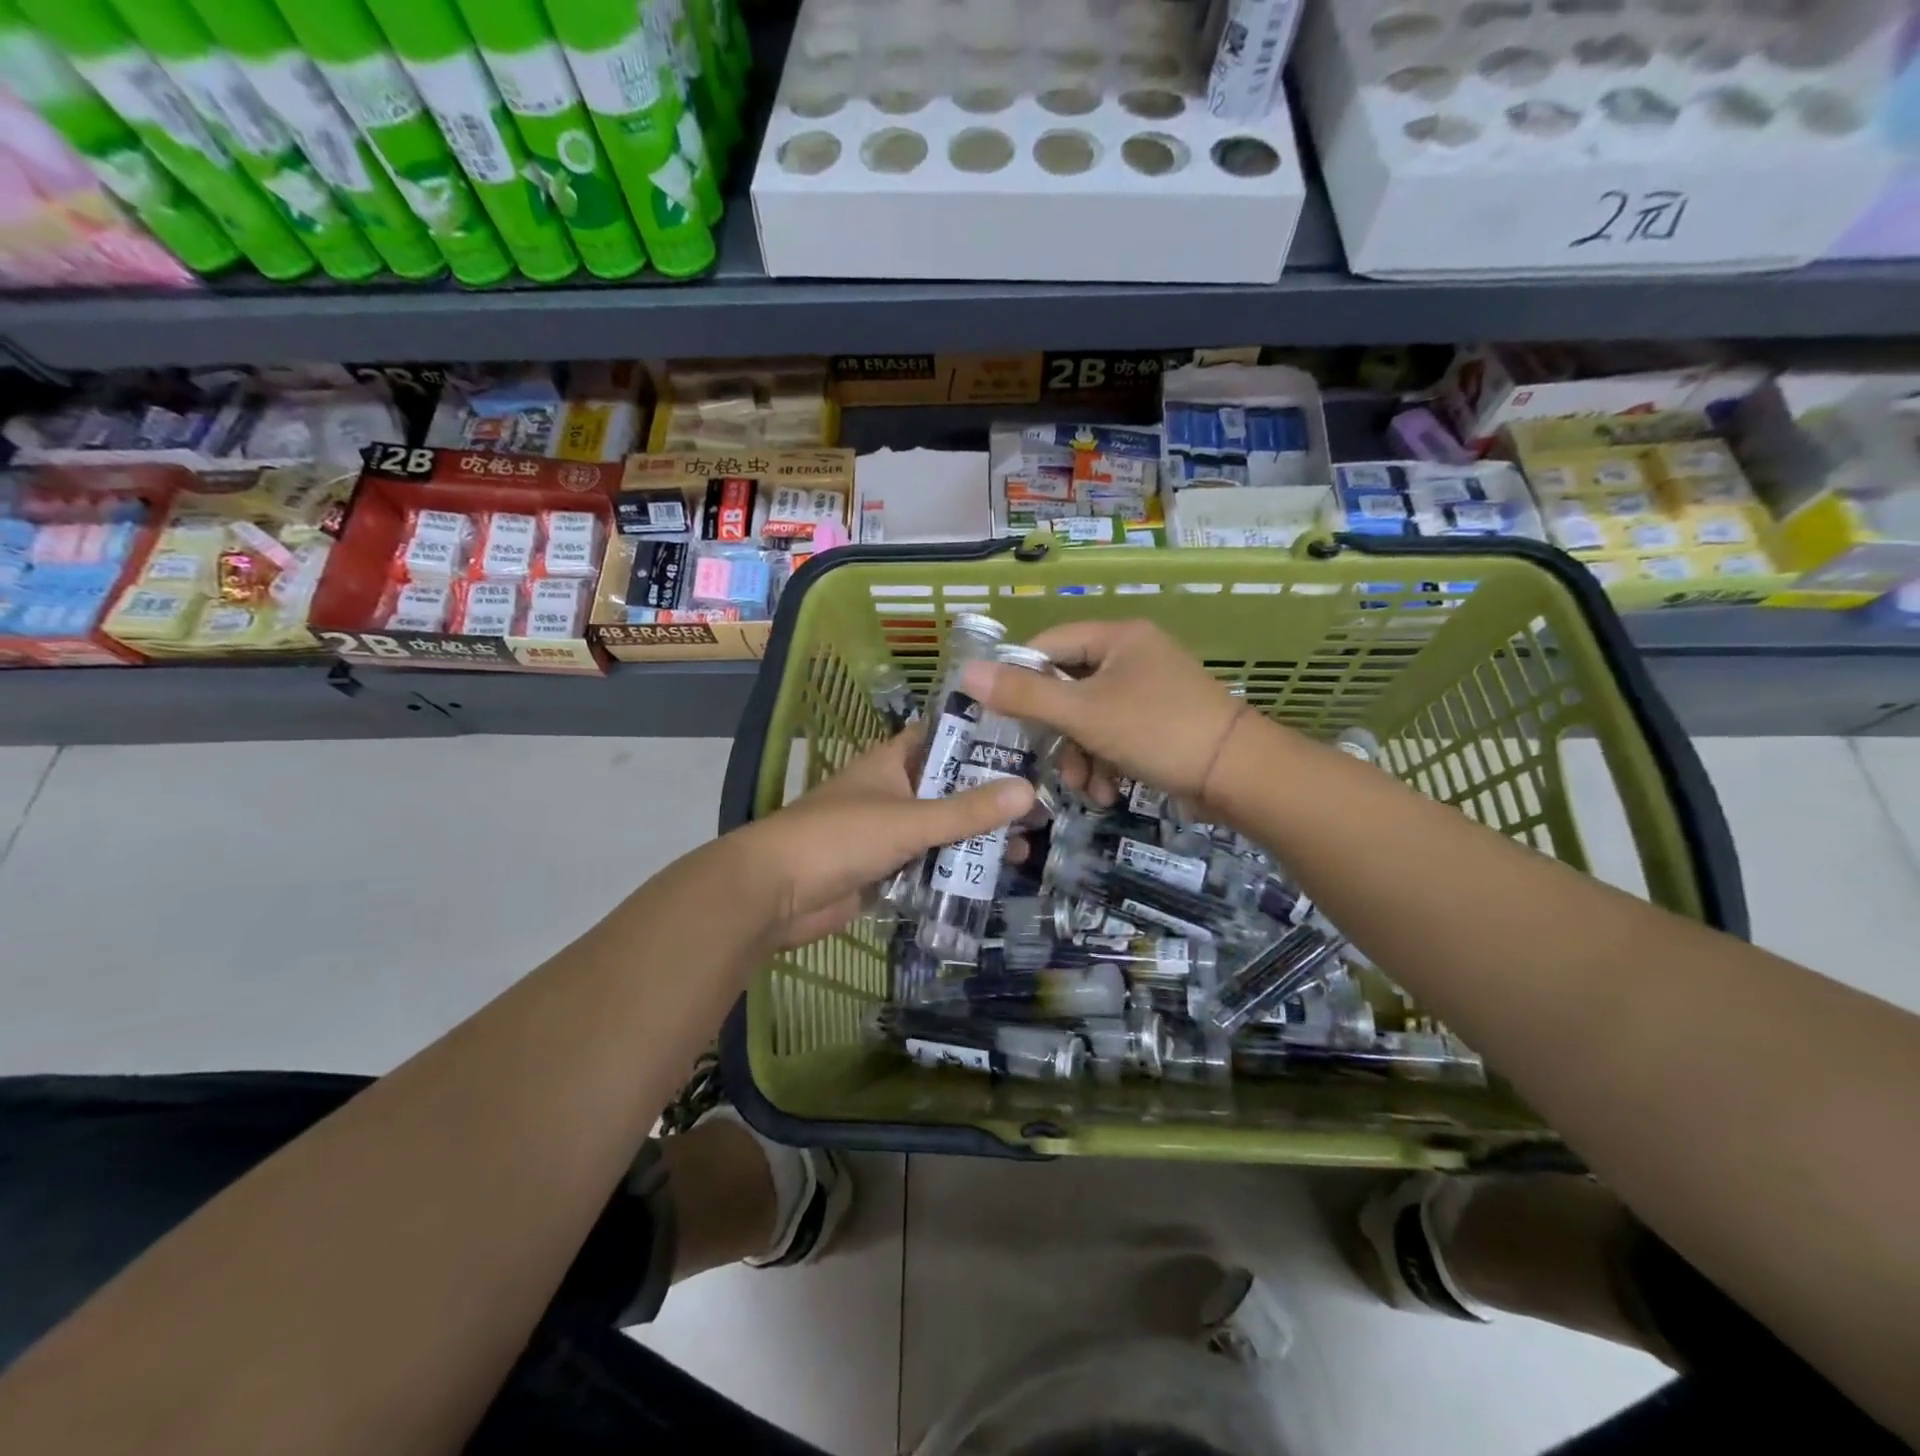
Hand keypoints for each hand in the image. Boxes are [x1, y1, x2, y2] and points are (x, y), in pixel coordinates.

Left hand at [732, 730, 1035, 948]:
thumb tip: (1028, 790)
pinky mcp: (883, 870)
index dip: (977, 737)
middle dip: (987, 798)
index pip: (939, 737)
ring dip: (974, 839)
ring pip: (940, 830)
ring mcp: (886, 833)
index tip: (1024, 743)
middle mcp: (890, 792)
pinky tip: (992, 877)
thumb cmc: (840, 838)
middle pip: (947, 788)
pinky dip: (953, 870)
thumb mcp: (910, 819)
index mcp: (890, 763)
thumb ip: (967, 810)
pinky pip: (927, 865)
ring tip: (1027, 846)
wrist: (775, 893)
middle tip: (1039, 806)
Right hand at [960, 619, 1247, 808]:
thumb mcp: (1083, 713)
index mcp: (1117, 638)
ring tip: (1084, 788)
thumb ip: (1024, 695)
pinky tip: (1107, 792)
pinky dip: (1105, 763)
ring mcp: (1149, 691)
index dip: (1020, 677)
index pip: (1049, 645)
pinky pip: (1115, 735)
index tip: (1000, 714)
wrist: (1238, 774)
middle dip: (1057, 733)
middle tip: (1046, 761)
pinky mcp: (1160, 723)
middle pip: (1069, 687)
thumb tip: (966, 672)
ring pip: (1090, 719)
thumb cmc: (1156, 730)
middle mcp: (1133, 656)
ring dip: (1080, 756)